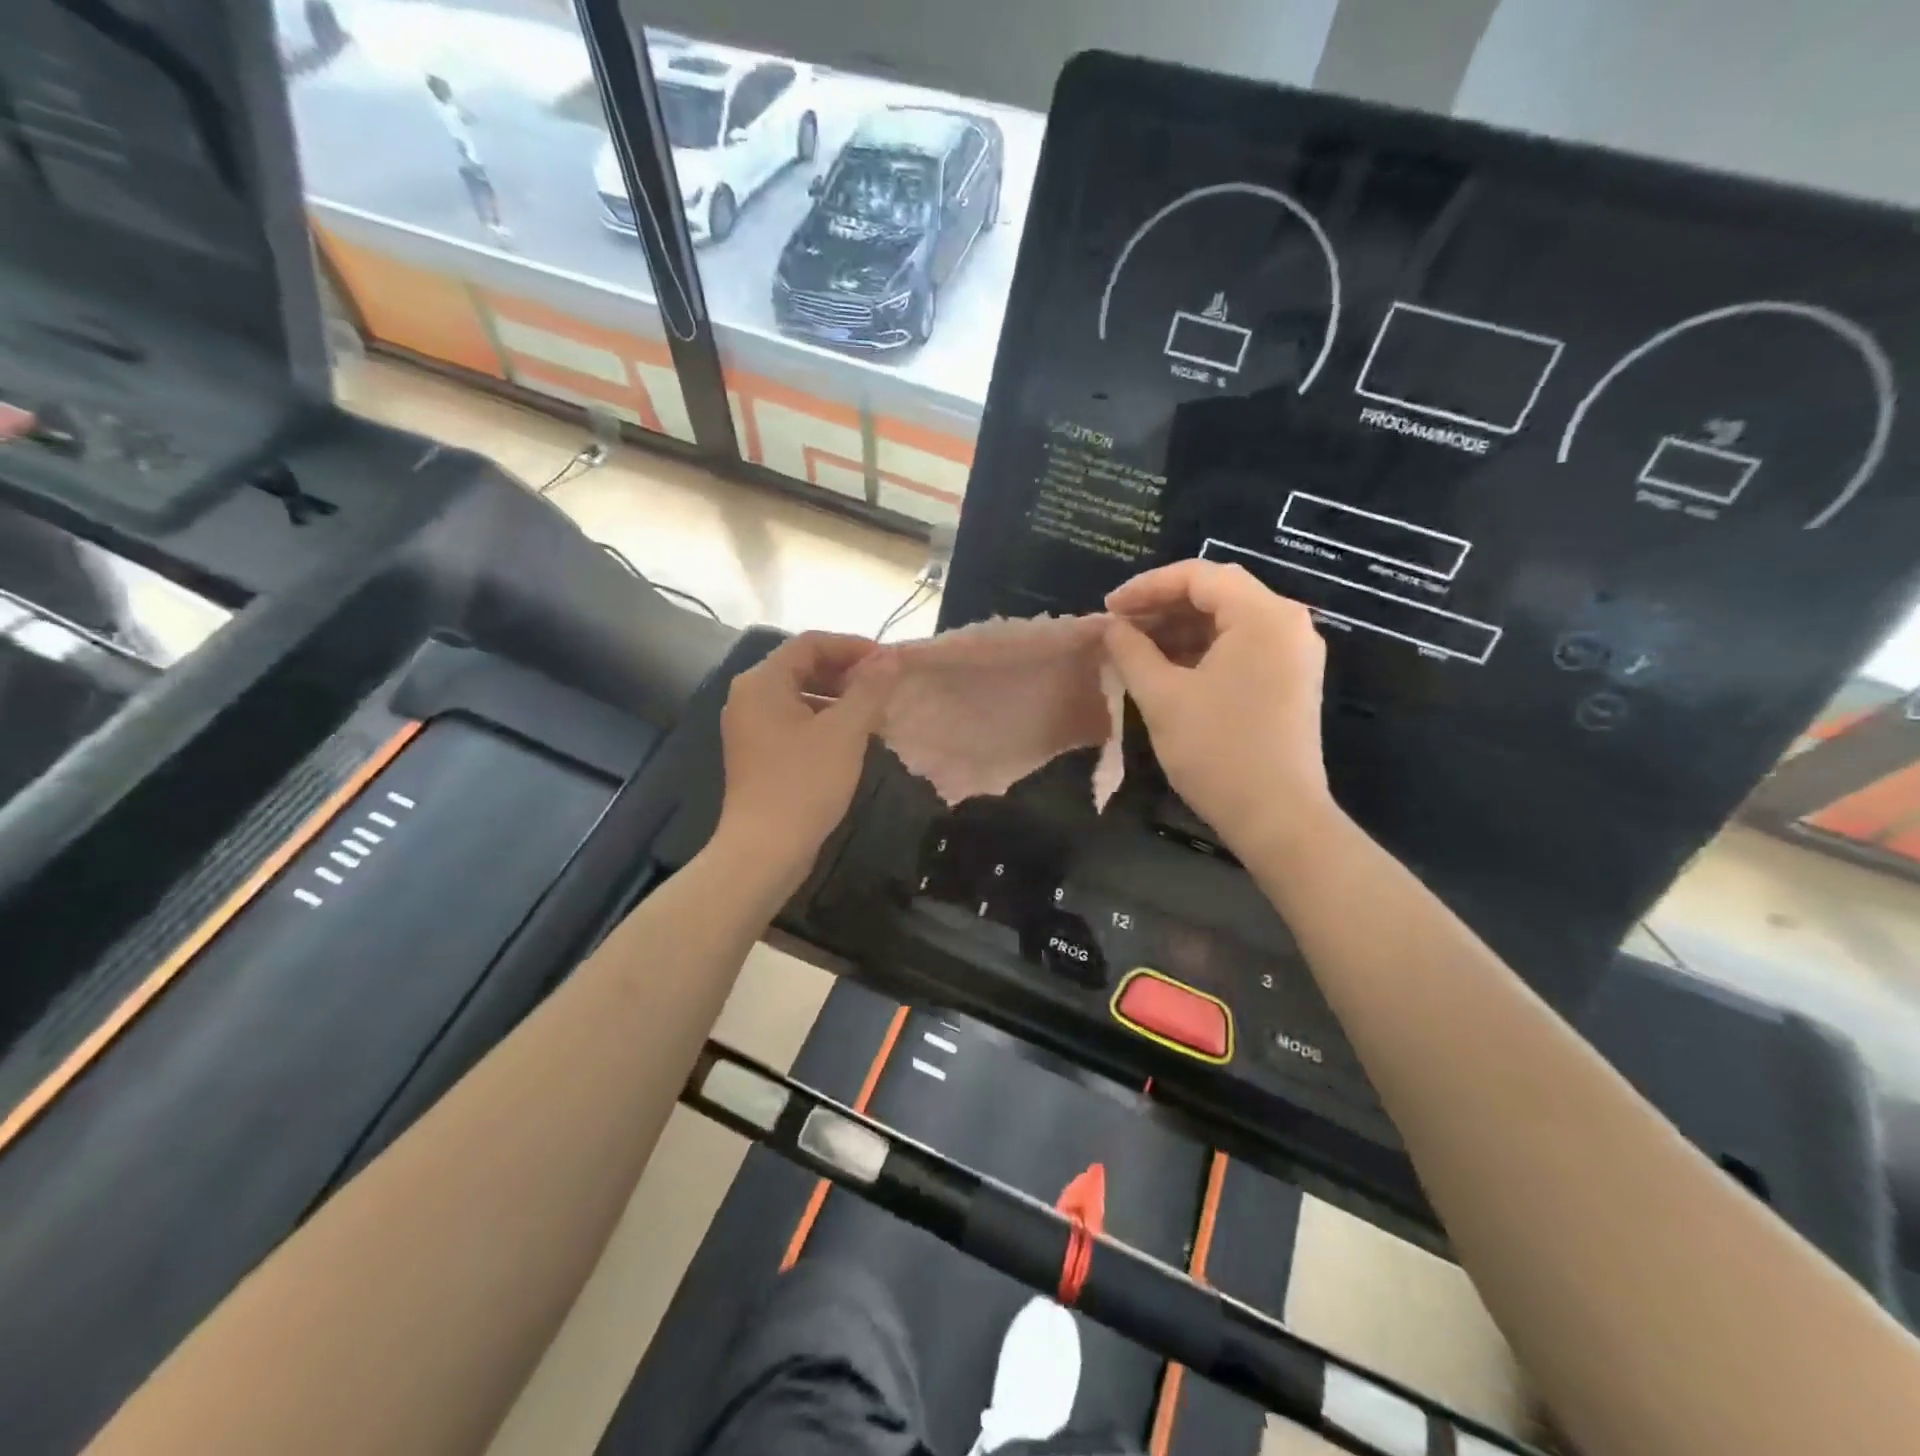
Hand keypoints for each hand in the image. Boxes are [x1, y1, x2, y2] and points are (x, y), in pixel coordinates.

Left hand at [713, 632, 896, 888]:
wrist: (765, 849)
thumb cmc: (805, 783)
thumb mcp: (845, 732)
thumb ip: (869, 689)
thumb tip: (890, 658)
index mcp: (762, 682)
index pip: (810, 644)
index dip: (852, 646)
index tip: (887, 661)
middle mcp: (749, 697)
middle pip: (802, 667)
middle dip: (845, 672)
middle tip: (884, 685)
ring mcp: (750, 727)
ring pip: (800, 696)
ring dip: (838, 697)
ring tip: (874, 711)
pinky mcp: (758, 753)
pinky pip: (794, 721)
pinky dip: (824, 720)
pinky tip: (852, 738)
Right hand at [1104, 561, 1332, 855]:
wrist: (1277, 817)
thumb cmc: (1217, 751)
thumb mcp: (1162, 697)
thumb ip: (1131, 651)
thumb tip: (1112, 628)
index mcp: (1263, 615)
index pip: (1198, 576)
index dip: (1146, 587)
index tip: (1108, 609)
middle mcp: (1288, 623)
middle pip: (1217, 593)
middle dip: (1162, 606)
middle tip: (1119, 628)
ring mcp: (1294, 653)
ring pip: (1228, 621)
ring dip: (1180, 629)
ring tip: (1135, 649)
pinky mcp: (1291, 680)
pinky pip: (1242, 647)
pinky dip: (1202, 650)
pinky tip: (1168, 669)